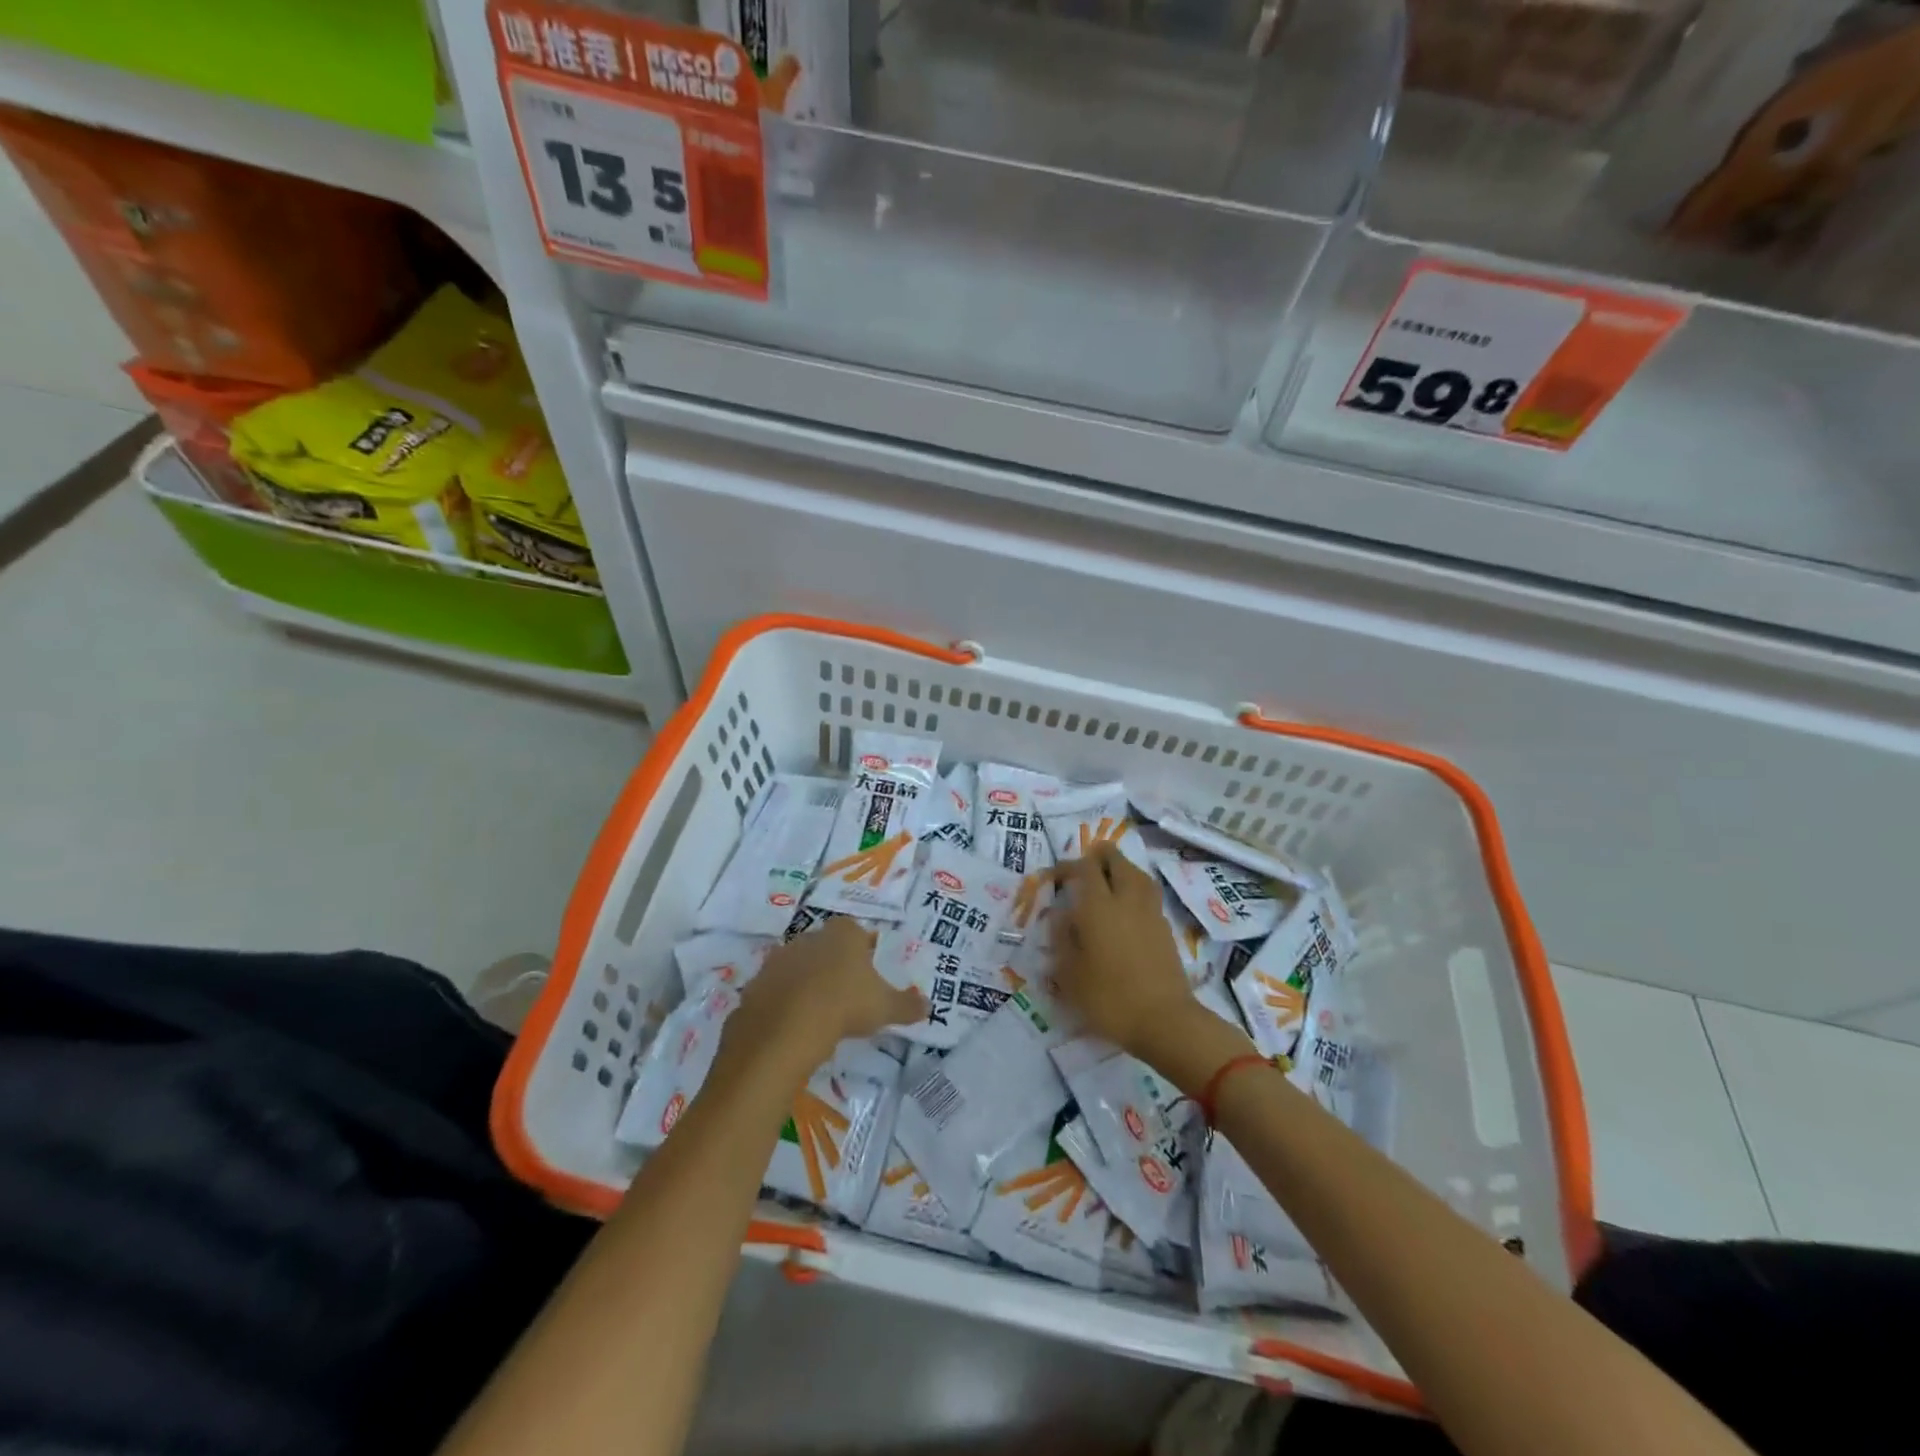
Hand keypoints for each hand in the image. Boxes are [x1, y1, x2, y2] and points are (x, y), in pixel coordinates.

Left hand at [714, 917, 924, 1082]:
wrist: (786, 1027)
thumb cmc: (845, 1004)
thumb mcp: (885, 1007)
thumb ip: (907, 1005)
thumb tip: (928, 1006)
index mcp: (843, 933)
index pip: (856, 932)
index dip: (862, 950)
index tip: (868, 973)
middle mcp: (809, 937)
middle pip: (825, 946)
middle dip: (833, 965)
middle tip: (845, 994)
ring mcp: (779, 959)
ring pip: (797, 966)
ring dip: (805, 983)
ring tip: (818, 1013)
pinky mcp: (756, 983)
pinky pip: (774, 991)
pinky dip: (782, 1004)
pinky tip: (792, 1026)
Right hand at [1050, 843, 1199, 1056]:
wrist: (1164, 1021)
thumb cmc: (1109, 998)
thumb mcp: (1070, 974)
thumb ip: (1062, 939)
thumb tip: (1060, 915)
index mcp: (1098, 907)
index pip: (1085, 869)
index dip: (1068, 866)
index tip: (1054, 877)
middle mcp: (1126, 900)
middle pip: (1117, 861)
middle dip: (1101, 856)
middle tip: (1086, 864)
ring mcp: (1150, 913)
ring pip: (1138, 874)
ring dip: (1122, 869)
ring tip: (1110, 878)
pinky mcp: (1165, 929)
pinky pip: (1148, 896)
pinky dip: (1136, 890)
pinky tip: (1127, 908)